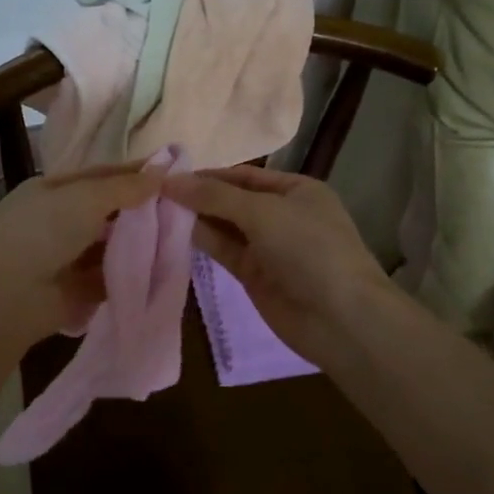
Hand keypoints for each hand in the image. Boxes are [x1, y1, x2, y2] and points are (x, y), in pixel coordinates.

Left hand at [0, 163, 165, 349]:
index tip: (173, 173)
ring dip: (138, 244)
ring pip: (110, 245)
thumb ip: (125, 187)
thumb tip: (160, 173)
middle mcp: (57, 221)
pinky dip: (129, 274)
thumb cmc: (42, 232)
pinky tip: (160, 270)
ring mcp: (64, 258)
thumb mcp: (85, 198)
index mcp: (52, 190)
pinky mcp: (75, 291)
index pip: (101, 176)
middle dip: (141, 211)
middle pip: (107, 211)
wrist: (6, 297)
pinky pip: (108, 277)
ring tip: (179, 239)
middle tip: (183, 209)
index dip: (135, 174)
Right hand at [164, 166, 392, 367]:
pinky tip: (174, 231)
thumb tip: (169, 181)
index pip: (243, 176)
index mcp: (296, 190)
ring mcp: (268, 247)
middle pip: (232, 199)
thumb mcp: (262, 212)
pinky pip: (223, 250)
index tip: (168, 174)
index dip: (208, 175)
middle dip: (198, 195)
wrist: (340, 318)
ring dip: (195, 217)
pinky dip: (201, 240)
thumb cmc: (309, 249)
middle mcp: (282, 214)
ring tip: (155, 208)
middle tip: (153, 191)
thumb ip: (214, 196)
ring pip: (225, 226)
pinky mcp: (254, 275)